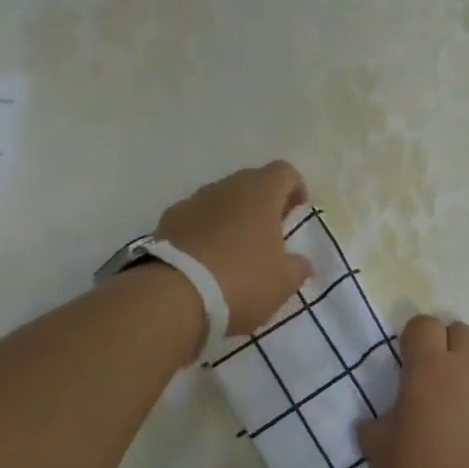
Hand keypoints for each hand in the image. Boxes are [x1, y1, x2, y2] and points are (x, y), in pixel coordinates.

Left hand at [157, 161, 312, 336]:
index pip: (285, 172)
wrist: (174, 296)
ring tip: (236, 250)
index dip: (295, 189)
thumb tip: (301, 261)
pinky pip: (196, 218)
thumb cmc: (242, 280)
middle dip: (263, 204)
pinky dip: (205, 231)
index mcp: (261, 192)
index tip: (297, 214)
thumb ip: (298, 266)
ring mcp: (193, 200)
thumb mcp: (284, 282)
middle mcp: (226, 186)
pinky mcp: (168, 220)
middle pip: (252, 183)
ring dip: (232, 217)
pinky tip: (205, 260)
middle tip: (270, 235)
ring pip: (221, 200)